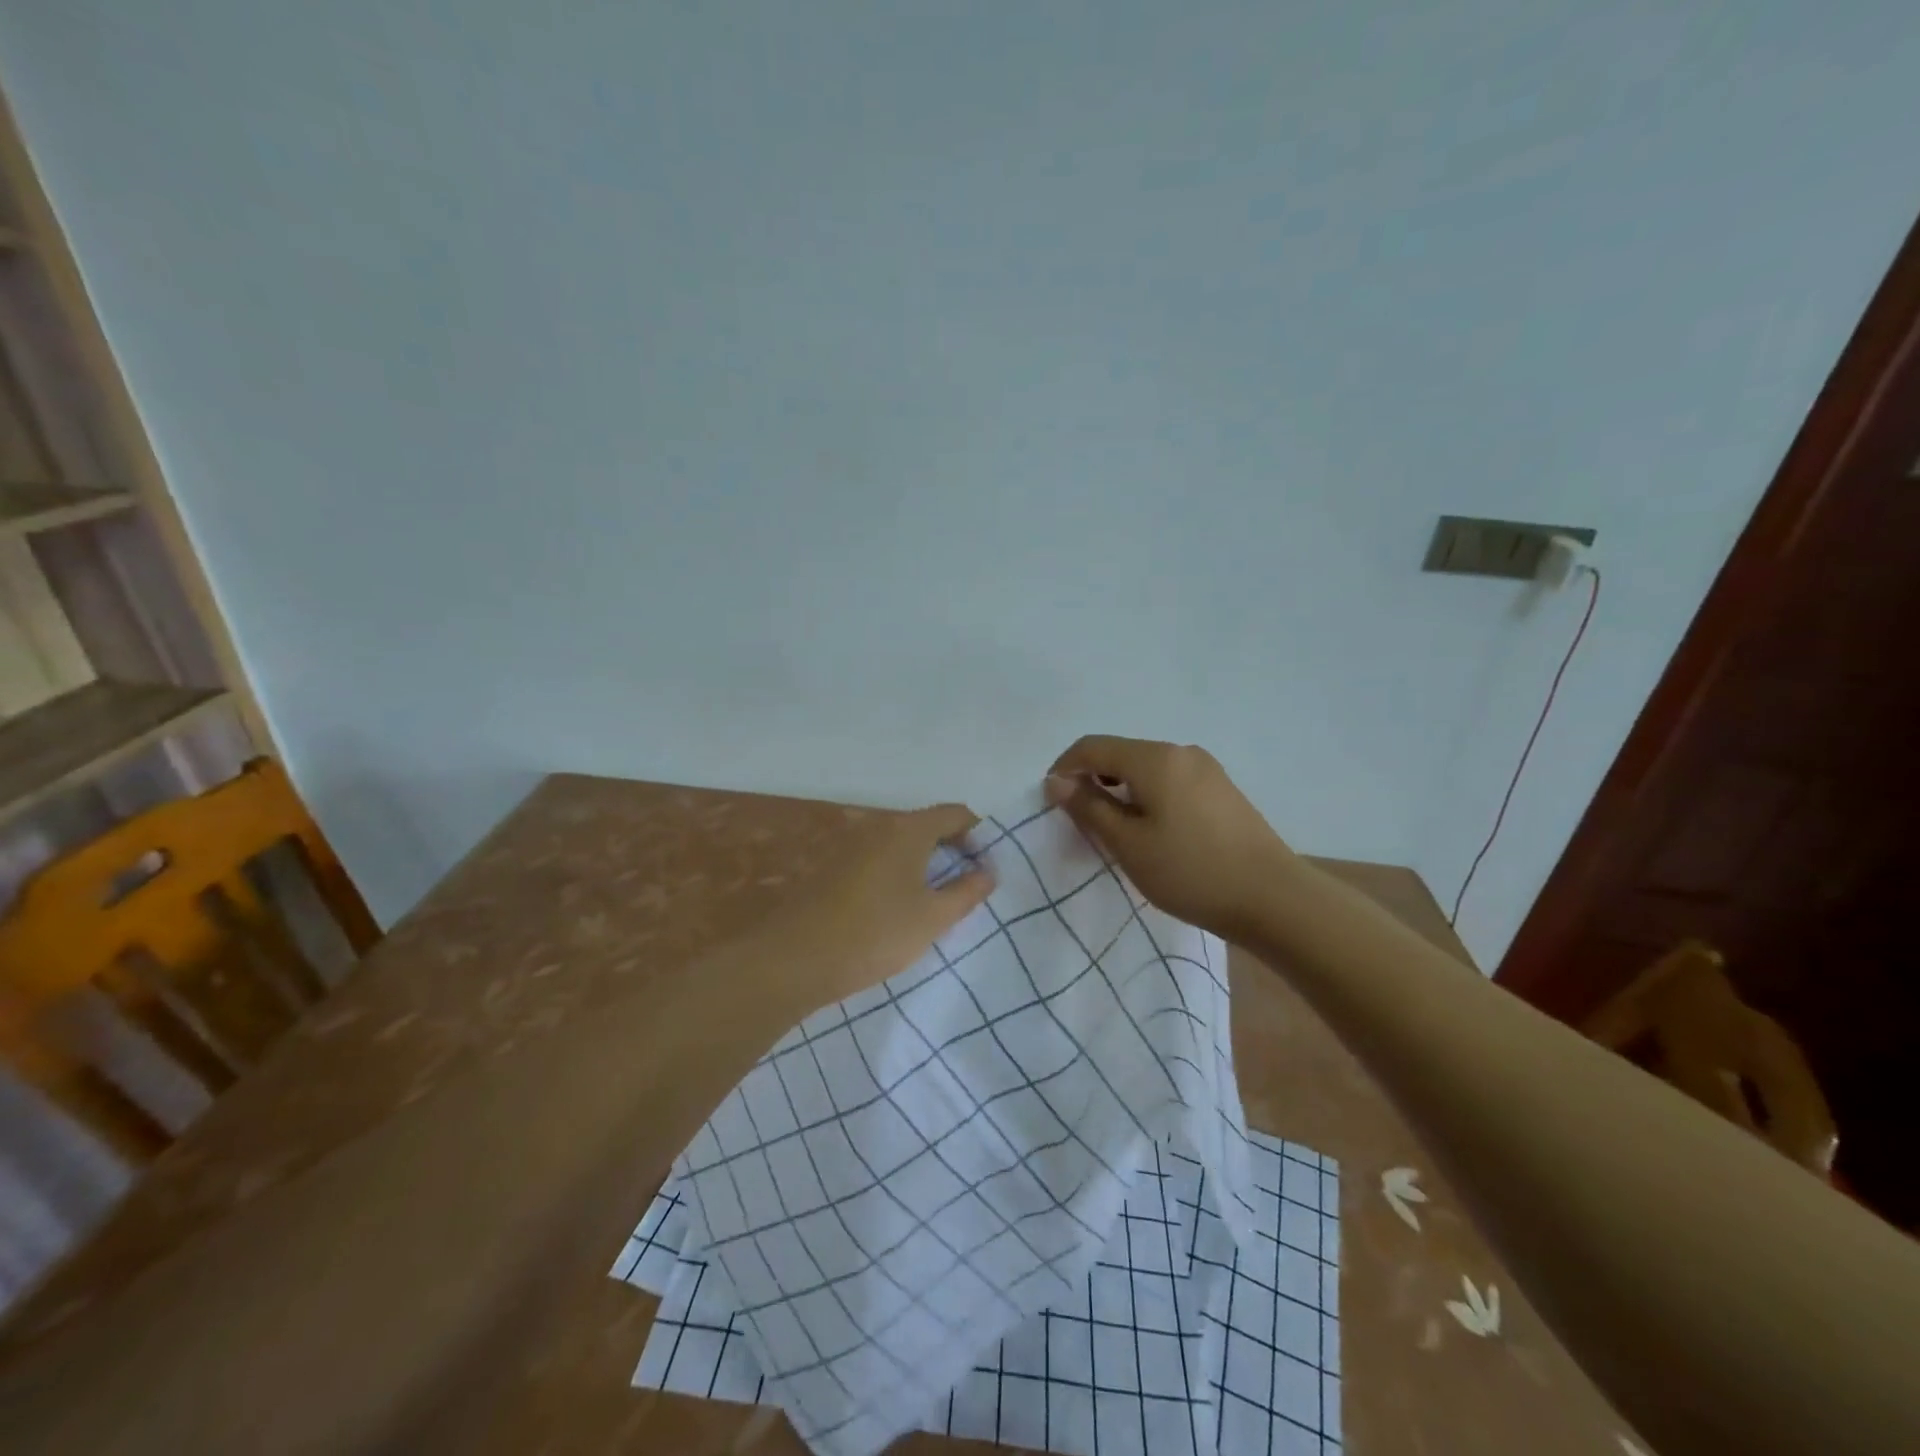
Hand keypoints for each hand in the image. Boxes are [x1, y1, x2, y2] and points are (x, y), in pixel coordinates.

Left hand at [767, 804, 993, 1013]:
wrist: (797, 959)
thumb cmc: (876, 933)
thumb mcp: (933, 918)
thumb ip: (967, 892)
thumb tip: (987, 871)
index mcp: (907, 829)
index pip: (955, 813)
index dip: (977, 834)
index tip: (986, 866)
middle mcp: (878, 826)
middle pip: (926, 826)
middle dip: (950, 850)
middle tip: (965, 887)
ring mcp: (851, 844)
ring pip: (900, 844)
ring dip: (922, 864)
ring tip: (933, 902)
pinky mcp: (832, 867)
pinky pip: (877, 859)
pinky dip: (896, 873)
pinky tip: (895, 909)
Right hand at [1047, 736, 1292, 943]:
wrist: (1273, 899)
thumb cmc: (1190, 872)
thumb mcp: (1128, 844)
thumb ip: (1088, 808)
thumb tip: (1057, 781)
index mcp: (1155, 758)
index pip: (1093, 747)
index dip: (1065, 768)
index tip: (1051, 801)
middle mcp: (1181, 752)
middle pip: (1121, 754)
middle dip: (1093, 780)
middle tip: (1082, 821)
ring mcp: (1207, 769)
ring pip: (1147, 769)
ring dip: (1121, 790)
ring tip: (1116, 830)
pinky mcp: (1222, 790)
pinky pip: (1171, 781)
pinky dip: (1148, 796)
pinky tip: (1153, 831)